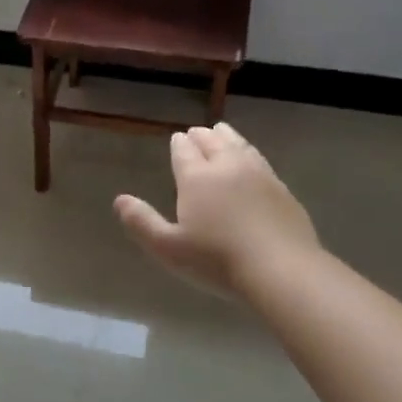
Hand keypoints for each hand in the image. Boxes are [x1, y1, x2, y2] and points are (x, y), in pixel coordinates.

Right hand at [114, 123, 318, 294]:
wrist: (280, 269)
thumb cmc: (217, 260)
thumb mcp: (168, 248)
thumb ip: (142, 222)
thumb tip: (119, 199)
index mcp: (197, 178)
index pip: (184, 152)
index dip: (178, 144)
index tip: (176, 139)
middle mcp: (228, 167)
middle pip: (213, 142)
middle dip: (201, 137)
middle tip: (195, 134)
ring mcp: (259, 175)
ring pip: (239, 146)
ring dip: (227, 137)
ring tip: (221, 132)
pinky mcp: (282, 188)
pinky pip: (261, 160)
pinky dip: (249, 152)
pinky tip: (251, 160)